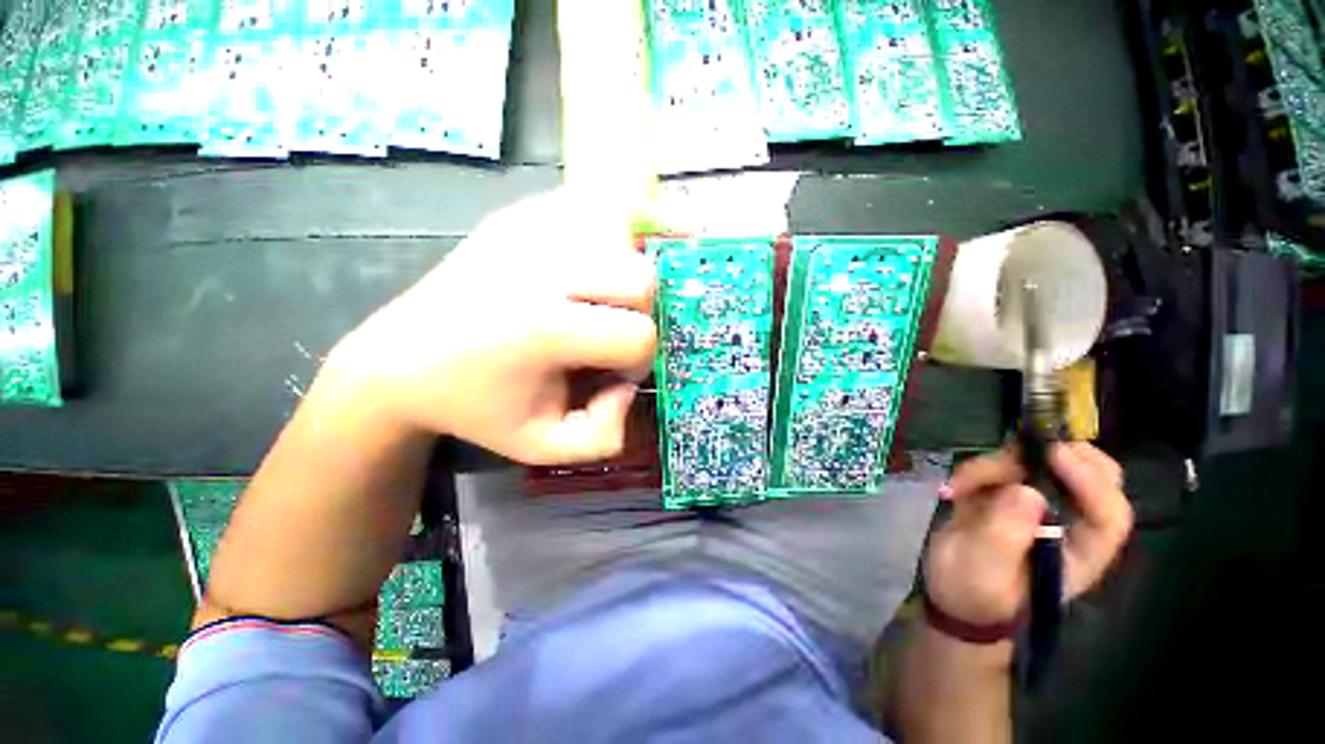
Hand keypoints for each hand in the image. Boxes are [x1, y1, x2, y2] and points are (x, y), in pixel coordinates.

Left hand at [323, 190, 656, 464]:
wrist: (402, 360)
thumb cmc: (478, 408)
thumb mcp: (543, 447)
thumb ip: (605, 435)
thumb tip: (629, 386)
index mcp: (544, 328)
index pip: (638, 334)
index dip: (637, 361)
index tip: (610, 372)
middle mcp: (540, 266)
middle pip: (640, 278)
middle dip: (639, 314)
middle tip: (607, 332)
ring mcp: (527, 229)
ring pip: (623, 236)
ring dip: (624, 276)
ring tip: (595, 301)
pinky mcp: (518, 213)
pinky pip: (590, 212)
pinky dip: (602, 241)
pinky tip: (579, 273)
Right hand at [924, 443, 1132, 629]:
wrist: (949, 591)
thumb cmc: (973, 592)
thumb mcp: (985, 570)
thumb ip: (1006, 534)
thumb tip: (1026, 492)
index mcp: (1079, 553)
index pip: (1108, 515)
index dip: (1090, 481)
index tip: (1054, 453)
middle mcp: (1069, 524)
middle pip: (1094, 477)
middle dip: (1060, 455)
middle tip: (1024, 444)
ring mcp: (1039, 506)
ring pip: (1038, 465)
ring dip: (996, 466)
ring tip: (960, 486)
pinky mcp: (1009, 494)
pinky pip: (1002, 467)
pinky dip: (976, 471)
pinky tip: (954, 489)